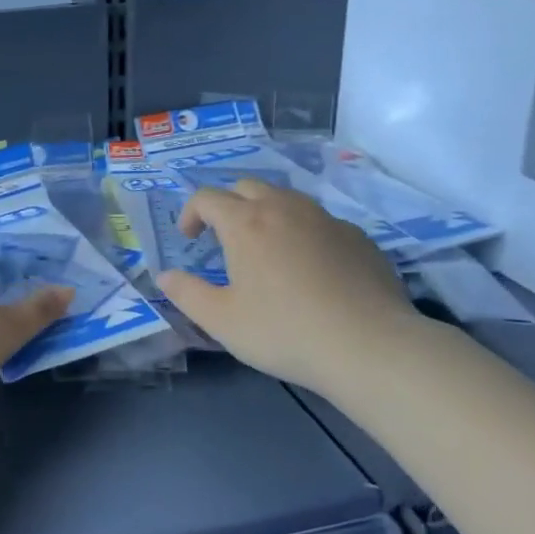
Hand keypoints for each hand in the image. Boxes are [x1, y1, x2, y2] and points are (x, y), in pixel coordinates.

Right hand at [156, 179, 418, 389]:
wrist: (370, 346)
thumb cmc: (284, 331)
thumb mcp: (221, 320)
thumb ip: (186, 293)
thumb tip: (164, 276)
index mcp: (245, 223)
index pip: (207, 197)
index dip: (191, 213)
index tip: (189, 240)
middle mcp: (284, 208)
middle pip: (247, 187)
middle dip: (228, 205)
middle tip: (224, 239)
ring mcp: (326, 219)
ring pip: (287, 199)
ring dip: (266, 213)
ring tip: (266, 249)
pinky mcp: (358, 237)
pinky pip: (320, 222)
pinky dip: (303, 232)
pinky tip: (310, 269)